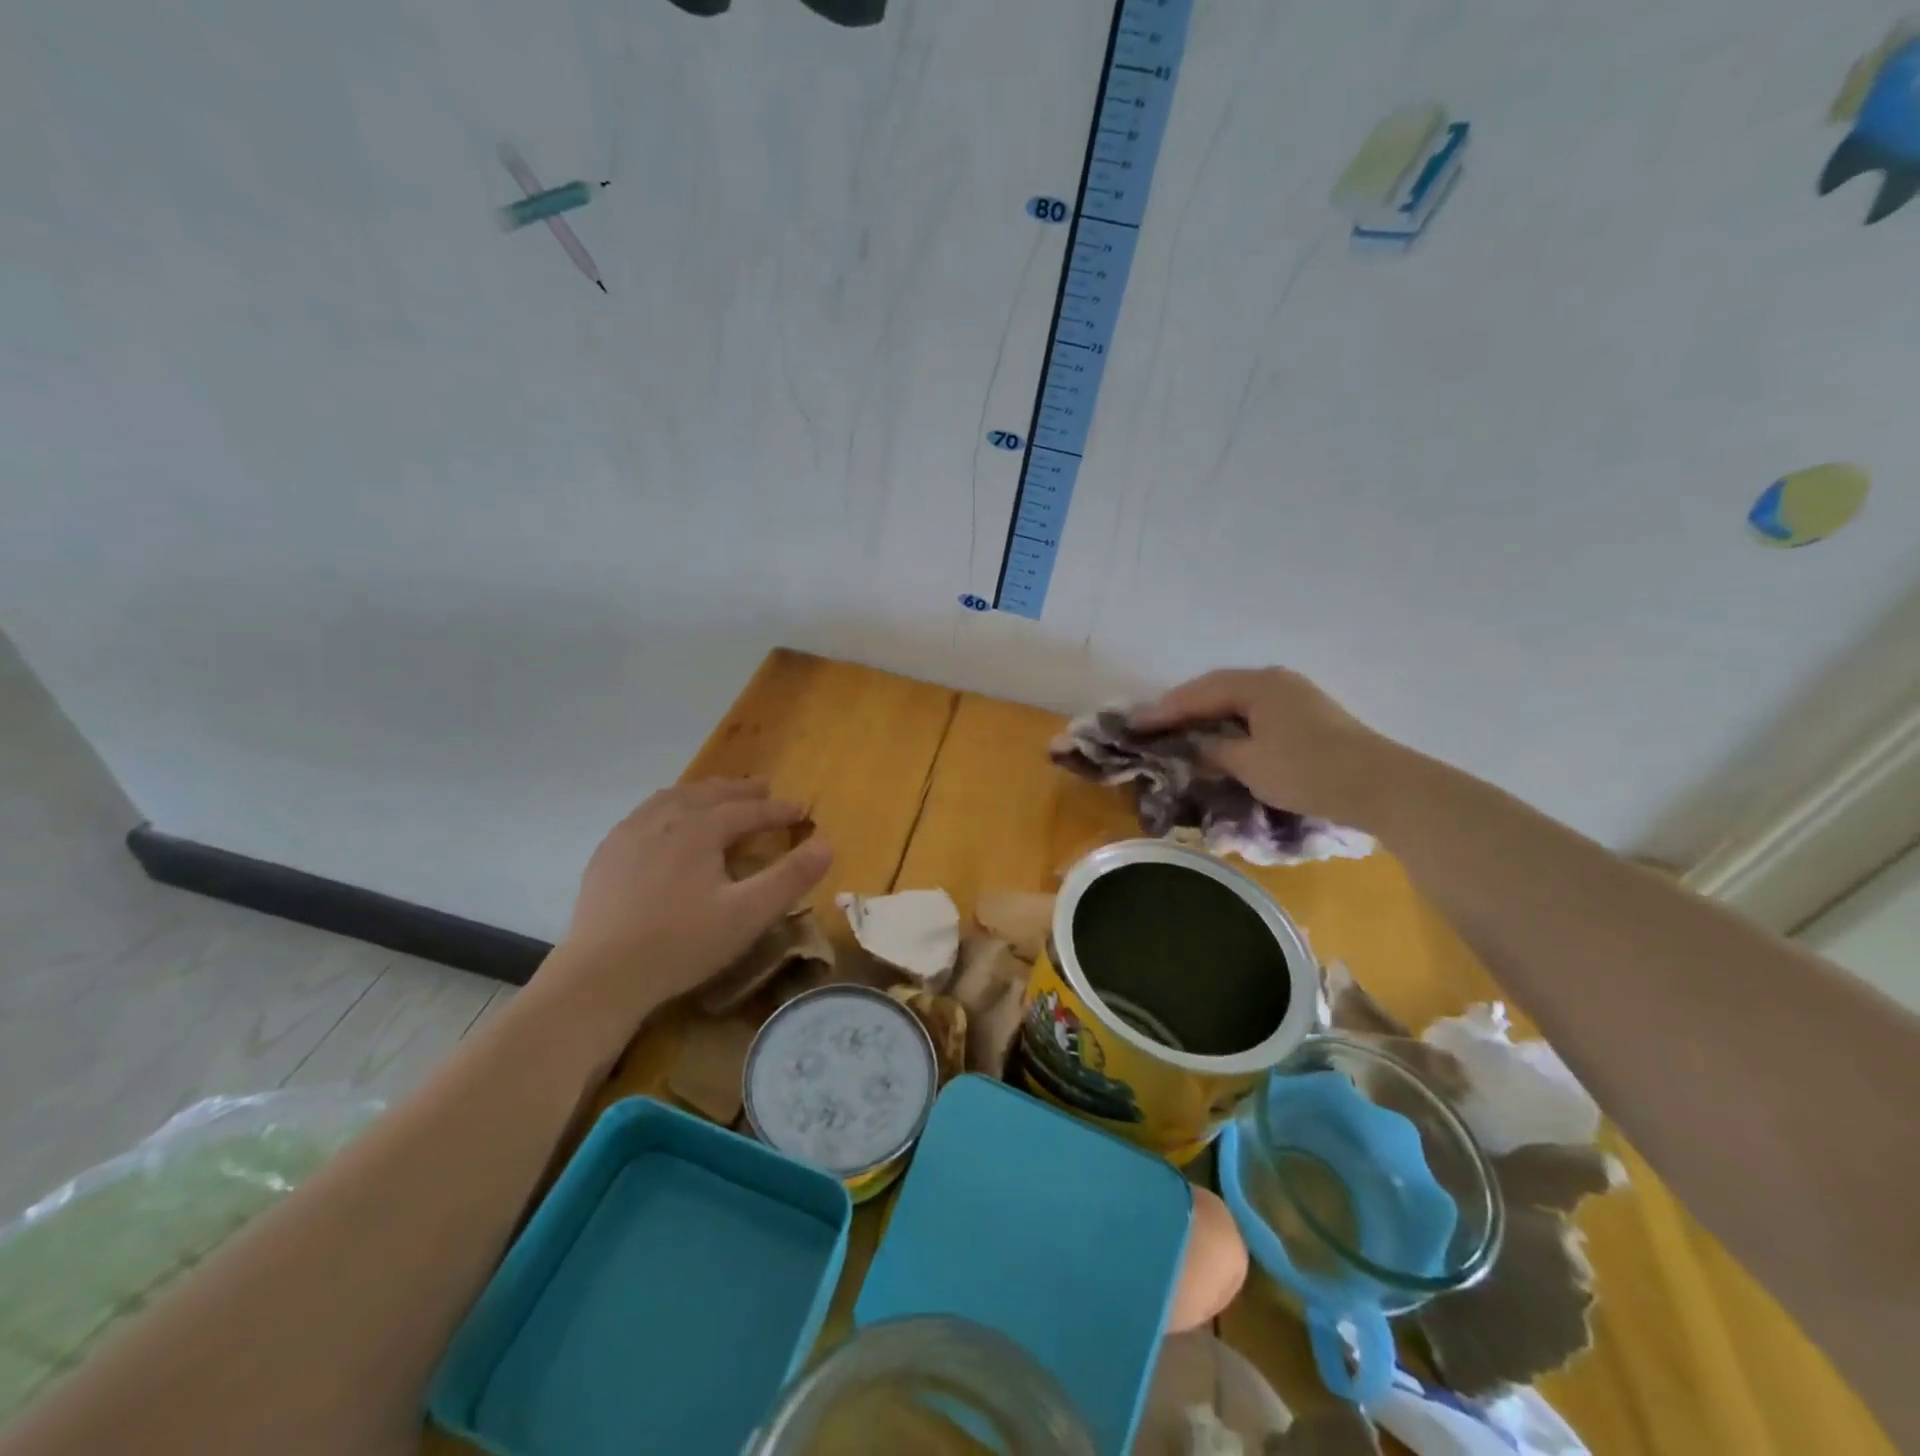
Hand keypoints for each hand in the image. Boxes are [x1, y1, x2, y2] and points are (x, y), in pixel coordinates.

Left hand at [535, 780, 832, 1034]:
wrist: (601, 976)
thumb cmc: (682, 944)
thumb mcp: (748, 914)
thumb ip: (791, 877)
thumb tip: (827, 843)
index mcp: (700, 828)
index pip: (749, 811)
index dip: (779, 810)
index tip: (802, 810)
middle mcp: (665, 819)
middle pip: (709, 794)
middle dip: (741, 791)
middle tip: (764, 788)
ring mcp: (630, 833)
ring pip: (674, 798)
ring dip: (703, 792)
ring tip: (719, 793)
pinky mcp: (607, 854)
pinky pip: (645, 813)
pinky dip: (669, 805)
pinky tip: (667, 821)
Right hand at [1132, 667, 1396, 829]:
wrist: (1380, 786)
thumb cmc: (1307, 771)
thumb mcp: (1249, 764)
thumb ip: (1212, 750)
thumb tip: (1190, 746)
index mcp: (1257, 685)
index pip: (1197, 693)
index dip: (1163, 710)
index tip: (1133, 724)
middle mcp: (1274, 681)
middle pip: (1216, 689)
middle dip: (1182, 708)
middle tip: (1151, 726)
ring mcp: (1294, 695)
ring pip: (1236, 700)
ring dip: (1206, 715)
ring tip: (1179, 731)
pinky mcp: (1306, 715)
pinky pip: (1254, 712)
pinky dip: (1230, 723)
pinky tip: (1219, 737)